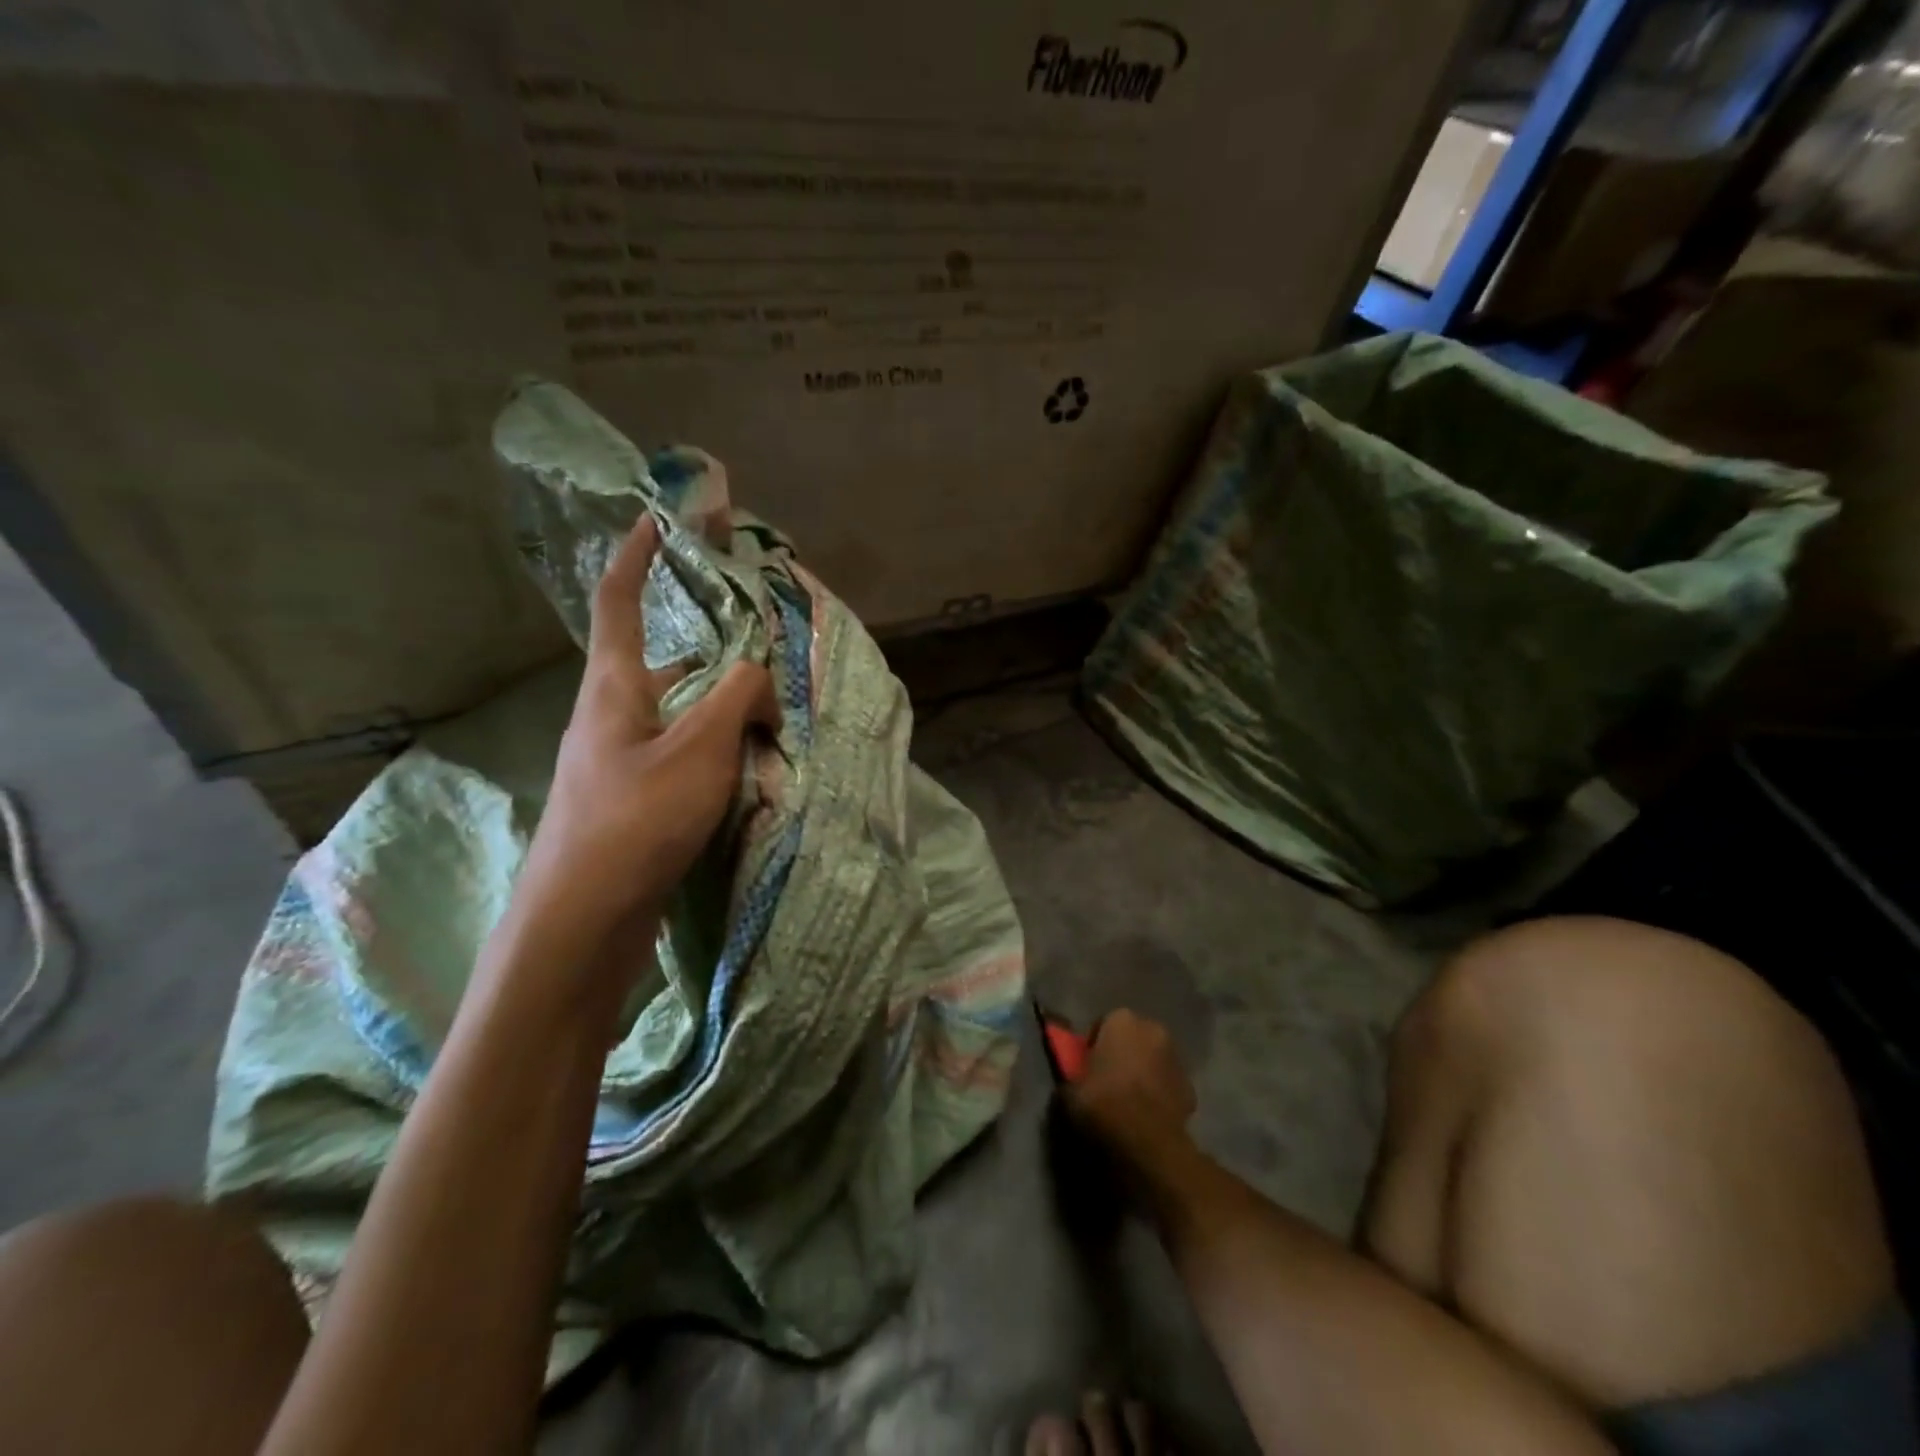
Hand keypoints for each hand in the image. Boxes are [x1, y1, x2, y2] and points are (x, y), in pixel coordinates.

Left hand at [506, 514, 780, 973]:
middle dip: (710, 645)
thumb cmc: (635, 820)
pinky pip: (684, 750)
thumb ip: (739, 697)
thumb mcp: (700, 749)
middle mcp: (612, 714)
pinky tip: (750, 764)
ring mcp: (621, 759)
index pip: (619, 600)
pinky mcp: (634, 797)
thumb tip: (760, 681)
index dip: (637, 553)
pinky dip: (718, 744)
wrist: (583, 919)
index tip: (660, 518)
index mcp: (614, 686)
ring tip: (771, 710)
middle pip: (663, 659)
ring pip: (680, 710)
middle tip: (761, 645)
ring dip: (722, 703)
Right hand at [1065, 1010, 1196, 1163]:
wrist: (1148, 1143)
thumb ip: (1072, 1077)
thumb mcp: (1070, 1091)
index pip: (1104, 1024)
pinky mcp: (1191, 1089)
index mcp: (1122, 1020)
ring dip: (1143, 1073)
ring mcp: (1177, 1059)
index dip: (1094, 1045)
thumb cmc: (1103, 1104)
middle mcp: (1153, 1029)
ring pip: (1153, 1060)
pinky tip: (1146, 1116)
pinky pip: (1167, 1085)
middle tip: (1106, 1080)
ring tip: (1127, 1101)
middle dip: (1123, 1054)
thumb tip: (1072, 1082)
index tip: (1086, 1066)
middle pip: (1133, 1039)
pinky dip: (1159, 1095)